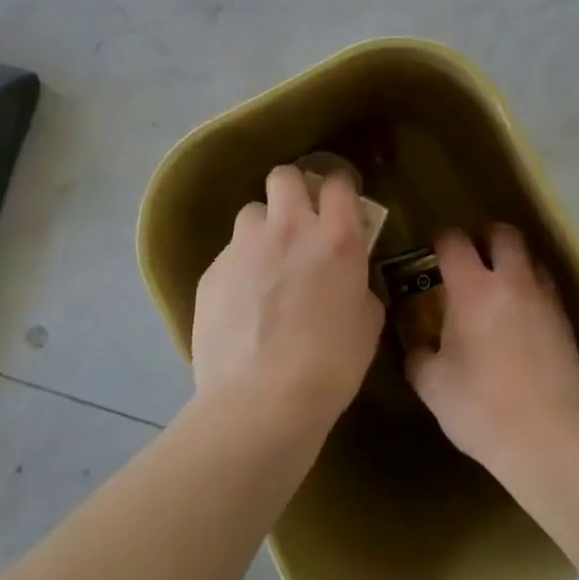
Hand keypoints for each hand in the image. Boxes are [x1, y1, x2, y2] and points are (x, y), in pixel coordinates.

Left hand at [191, 165, 384, 434]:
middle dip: (293, 190)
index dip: (339, 189)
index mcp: (336, 238)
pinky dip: (239, 269)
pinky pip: (229, 255)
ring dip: (263, 230)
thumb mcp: (366, 323)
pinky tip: (242, 305)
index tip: (340, 205)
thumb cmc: (330, 366)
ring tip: (266, 265)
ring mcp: (244, 247)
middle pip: (284, 176)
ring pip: (252, 213)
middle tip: (299, 222)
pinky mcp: (212, 272)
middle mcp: (289, 229)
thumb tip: (348, 281)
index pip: (337, 182)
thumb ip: (358, 286)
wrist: (261, 403)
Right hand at [406, 224, 578, 472]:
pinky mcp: (566, 324)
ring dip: (514, 263)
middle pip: (504, 234)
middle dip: (486, 237)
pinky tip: (521, 320)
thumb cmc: (482, 407)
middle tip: (472, 258)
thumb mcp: (433, 386)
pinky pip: (547, 290)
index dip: (440, 240)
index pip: (454, 241)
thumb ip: (419, 357)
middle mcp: (513, 282)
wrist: (549, 439)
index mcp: (473, 289)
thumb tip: (418, 347)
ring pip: (532, 259)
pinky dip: (532, 292)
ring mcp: (545, 300)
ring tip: (499, 288)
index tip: (432, 252)